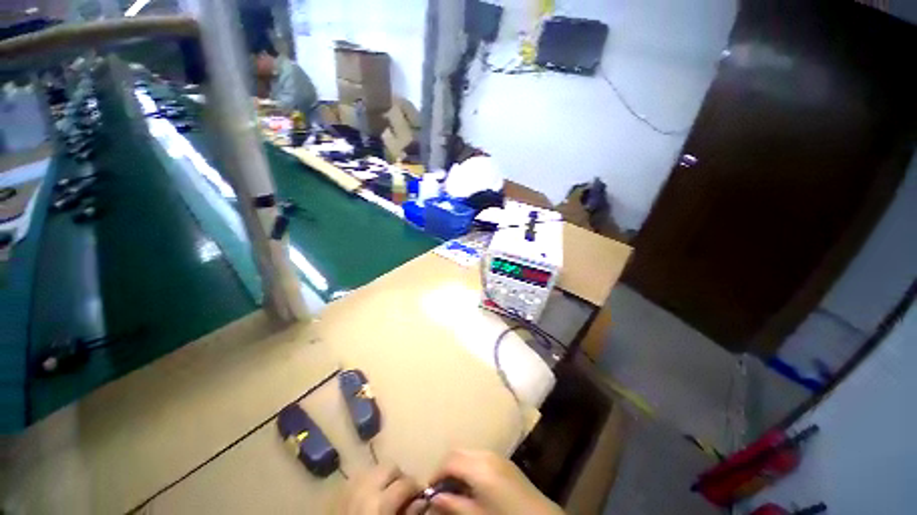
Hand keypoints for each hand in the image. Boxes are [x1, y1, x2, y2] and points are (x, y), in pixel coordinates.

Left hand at [339, 463, 422, 514]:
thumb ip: (408, 513)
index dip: (416, 488)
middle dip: (399, 477)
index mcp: (380, 501)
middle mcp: (366, 487)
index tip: (420, 495)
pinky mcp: (341, 490)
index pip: (406, 482)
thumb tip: (422, 501)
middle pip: (390, 467)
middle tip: (404, 492)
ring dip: (384, 477)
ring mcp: (351, 486)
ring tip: (387, 492)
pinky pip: (360, 476)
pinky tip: (371, 494)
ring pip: (375, 468)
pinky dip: (369, 481)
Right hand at [426, 450, 563, 514]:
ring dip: (458, 466)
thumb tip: (434, 498)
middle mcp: (486, 454)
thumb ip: (454, 505)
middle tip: (441, 489)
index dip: (436, 474)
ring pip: (469, 453)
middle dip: (446, 467)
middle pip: (458, 452)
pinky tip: (472, 484)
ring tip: (455, 488)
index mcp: (479, 466)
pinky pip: (480, 456)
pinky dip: (470, 465)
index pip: (449, 461)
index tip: (430, 490)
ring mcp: (497, 455)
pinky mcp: (505, 461)